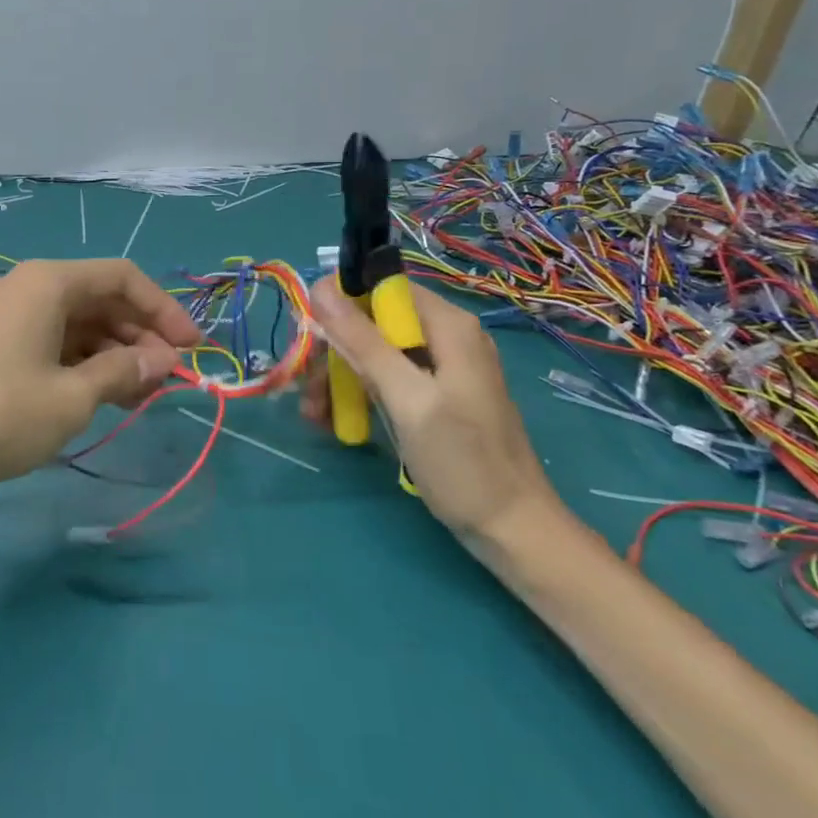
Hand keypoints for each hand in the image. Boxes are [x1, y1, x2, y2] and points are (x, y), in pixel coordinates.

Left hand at [0, 258, 203, 490]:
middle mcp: (24, 287)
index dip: (164, 310)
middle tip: (166, 380)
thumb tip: (164, 361)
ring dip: (111, 353)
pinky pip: (48, 340)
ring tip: (137, 395)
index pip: (123, 278)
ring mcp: (2, 314)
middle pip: (98, 299)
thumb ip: (124, 372)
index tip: (191, 350)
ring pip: (74, 323)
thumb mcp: (72, 398)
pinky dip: (79, 362)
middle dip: (138, 336)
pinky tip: (95, 394)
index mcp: (46, 282)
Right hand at [303, 276, 563, 547]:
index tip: (309, 335)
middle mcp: (444, 336)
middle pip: (372, 321)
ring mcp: (439, 367)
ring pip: (372, 352)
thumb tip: (321, 287)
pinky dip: (358, 394)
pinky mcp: (431, 395)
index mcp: (448, 325)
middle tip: (306, 389)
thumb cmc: (462, 463)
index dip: (339, 304)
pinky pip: (385, 378)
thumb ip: (364, 342)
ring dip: (338, 377)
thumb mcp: (407, 399)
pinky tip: (334, 420)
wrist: (511, 531)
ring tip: (314, 415)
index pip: (381, 287)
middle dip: (334, 351)